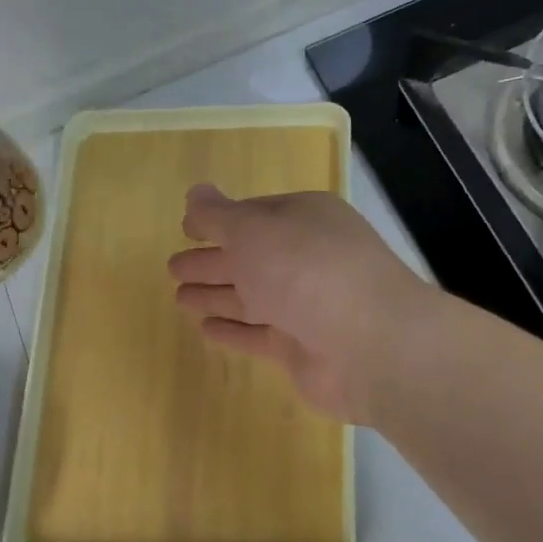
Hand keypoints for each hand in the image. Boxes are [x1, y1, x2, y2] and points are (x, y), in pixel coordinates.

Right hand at [167, 184, 432, 423]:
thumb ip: (219, 216)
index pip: (254, 215)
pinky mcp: (302, 348)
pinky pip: (258, 335)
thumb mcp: (254, 230)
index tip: (185, 228)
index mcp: (305, 219)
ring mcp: (306, 305)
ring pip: (251, 297)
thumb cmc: (307, 271)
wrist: (370, 344)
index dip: (218, 221)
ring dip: (216, 296)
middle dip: (211, 261)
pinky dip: (233, 332)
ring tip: (179, 298)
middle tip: (172, 267)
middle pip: (249, 257)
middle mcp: (307, 259)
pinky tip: (205, 331)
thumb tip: (195, 192)